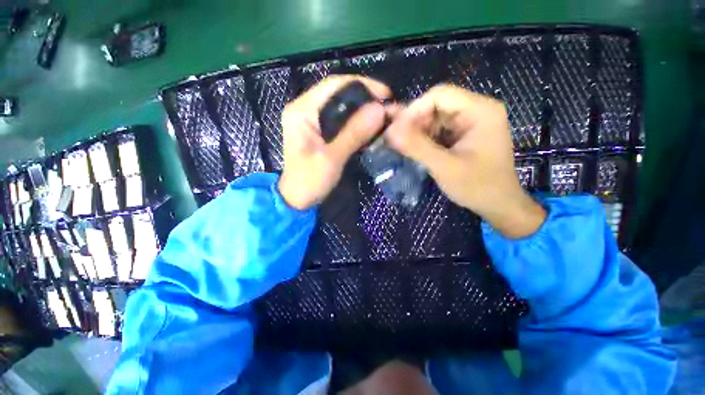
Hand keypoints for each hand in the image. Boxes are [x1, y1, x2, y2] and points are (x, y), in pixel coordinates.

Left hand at [278, 75, 391, 209]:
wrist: (297, 199)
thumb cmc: (310, 180)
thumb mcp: (332, 158)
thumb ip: (354, 133)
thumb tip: (379, 110)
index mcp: (301, 111)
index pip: (333, 85)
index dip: (362, 85)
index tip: (385, 95)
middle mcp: (304, 109)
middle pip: (337, 93)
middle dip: (364, 97)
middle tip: (386, 107)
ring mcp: (310, 120)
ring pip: (340, 106)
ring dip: (361, 109)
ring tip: (382, 115)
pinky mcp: (318, 131)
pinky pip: (339, 119)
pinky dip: (355, 121)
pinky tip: (369, 126)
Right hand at [385, 85, 545, 237]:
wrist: (498, 205)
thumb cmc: (477, 187)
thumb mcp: (444, 167)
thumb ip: (417, 147)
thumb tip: (390, 131)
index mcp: (481, 111)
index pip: (440, 95)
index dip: (414, 110)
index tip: (396, 130)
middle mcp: (477, 110)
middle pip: (437, 104)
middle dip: (414, 122)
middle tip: (397, 140)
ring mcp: (471, 122)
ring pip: (435, 117)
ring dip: (418, 131)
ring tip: (404, 146)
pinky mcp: (464, 134)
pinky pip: (439, 129)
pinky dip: (425, 138)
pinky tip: (416, 149)